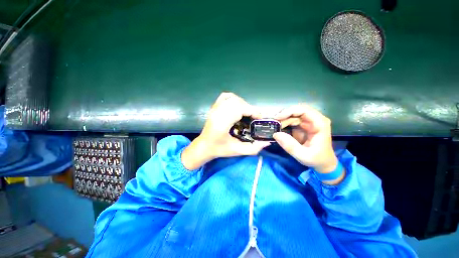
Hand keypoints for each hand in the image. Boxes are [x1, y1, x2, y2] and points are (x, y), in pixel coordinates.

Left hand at [182, 92, 270, 169]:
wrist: (204, 146)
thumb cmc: (219, 149)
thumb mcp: (237, 151)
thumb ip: (253, 148)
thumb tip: (267, 142)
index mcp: (222, 122)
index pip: (240, 109)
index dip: (253, 111)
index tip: (259, 118)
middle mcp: (218, 112)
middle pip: (238, 102)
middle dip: (250, 109)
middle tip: (254, 118)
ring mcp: (215, 108)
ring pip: (233, 98)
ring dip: (243, 104)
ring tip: (247, 113)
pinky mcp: (214, 107)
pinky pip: (226, 96)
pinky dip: (234, 98)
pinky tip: (238, 106)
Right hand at [273, 104, 343, 184]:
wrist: (323, 163)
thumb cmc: (317, 159)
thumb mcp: (303, 156)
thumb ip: (290, 146)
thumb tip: (275, 134)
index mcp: (319, 124)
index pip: (304, 110)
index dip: (290, 111)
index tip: (278, 118)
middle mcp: (314, 119)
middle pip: (297, 110)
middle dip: (284, 115)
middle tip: (273, 122)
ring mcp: (308, 122)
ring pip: (293, 114)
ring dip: (282, 119)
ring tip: (274, 126)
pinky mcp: (303, 125)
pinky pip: (291, 120)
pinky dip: (283, 122)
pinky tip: (277, 127)